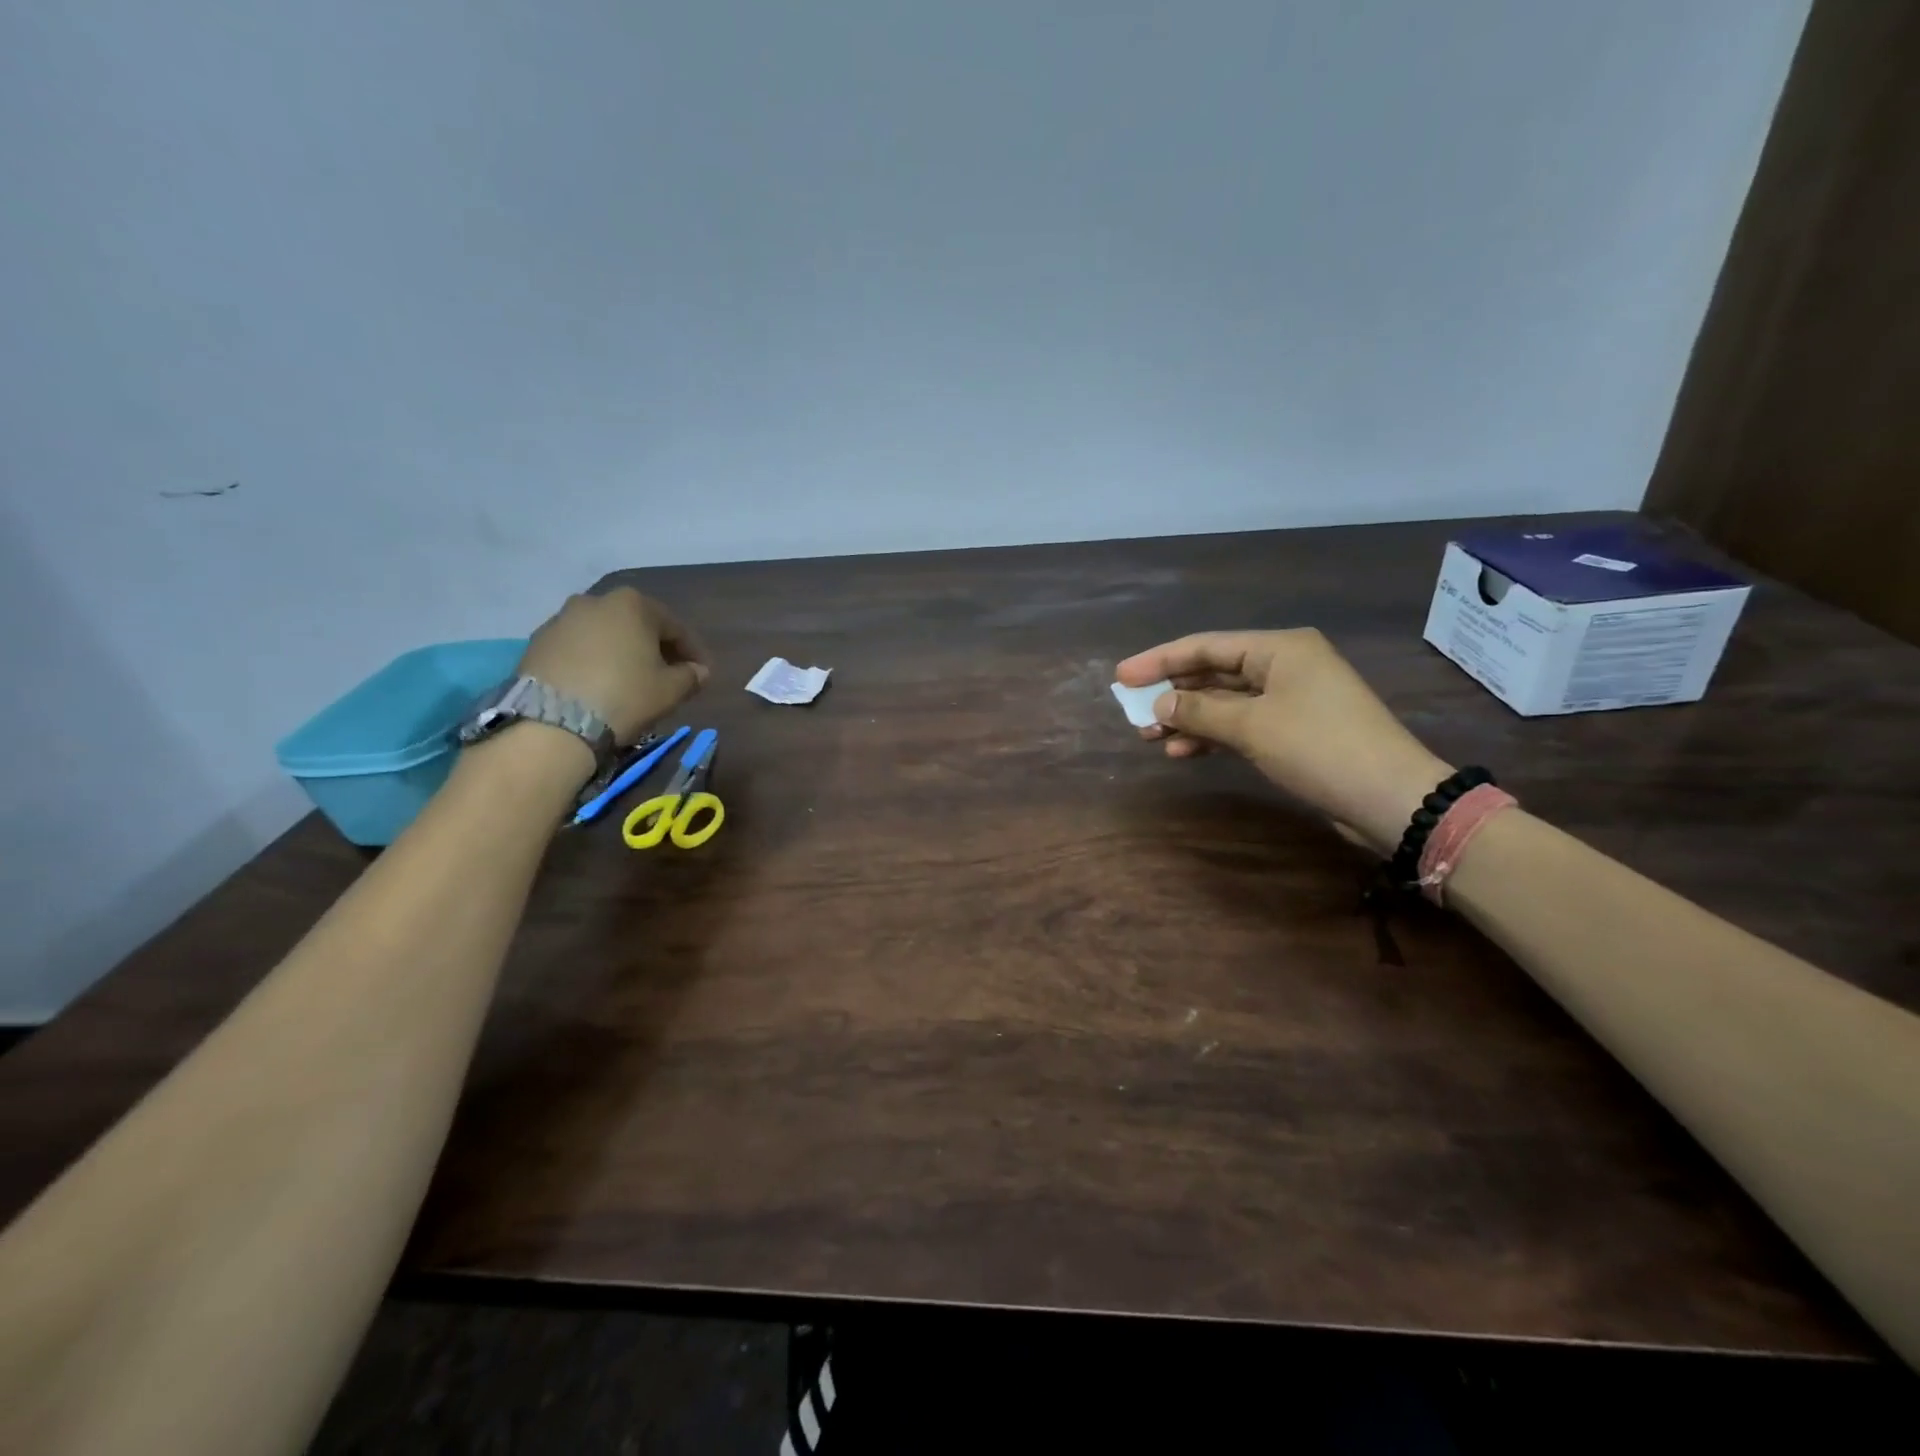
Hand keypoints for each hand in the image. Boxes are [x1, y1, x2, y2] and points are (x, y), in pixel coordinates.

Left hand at [518, 588, 709, 743]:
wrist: (553, 721)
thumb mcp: (670, 690)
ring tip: (630, 681)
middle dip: (655, 648)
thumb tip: (698, 671)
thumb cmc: (624, 696)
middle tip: (667, 675)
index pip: (675, 627)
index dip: (693, 652)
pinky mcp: (537, 642)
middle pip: (637, 626)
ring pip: (605, 635)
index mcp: (633, 604)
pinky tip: (599, 685)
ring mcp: (562, 619)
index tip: (702, 674)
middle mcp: (596, 601)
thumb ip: (691, 676)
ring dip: (621, 654)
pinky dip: (593, 662)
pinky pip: (578, 649)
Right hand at [1116, 629, 1451, 854]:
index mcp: (1279, 648)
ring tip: (1150, 736)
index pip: (1205, 646)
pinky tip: (1182, 751)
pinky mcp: (1295, 730)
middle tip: (1133, 711)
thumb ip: (1200, 711)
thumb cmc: (1319, 747)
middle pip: (1214, 672)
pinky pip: (1242, 724)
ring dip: (1188, 718)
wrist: (1390, 798)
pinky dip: (1212, 736)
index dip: (1159, 660)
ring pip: (1225, 702)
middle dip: (1173, 692)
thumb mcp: (1252, 726)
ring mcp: (1292, 699)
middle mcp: (1285, 665)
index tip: (1121, 677)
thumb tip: (1159, 703)